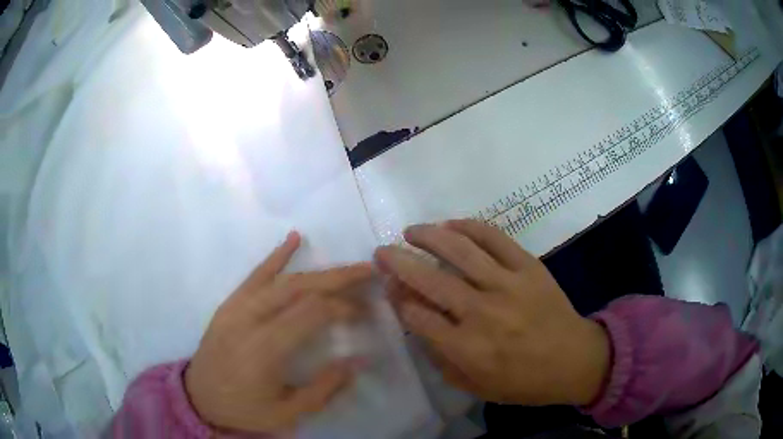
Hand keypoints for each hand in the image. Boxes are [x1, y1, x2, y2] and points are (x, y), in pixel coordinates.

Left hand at [185, 232, 371, 432]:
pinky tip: (294, 238)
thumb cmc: (244, 409)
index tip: (364, 313)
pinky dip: (276, 256)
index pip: (312, 313)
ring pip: (282, 280)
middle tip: (369, 271)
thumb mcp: (287, 412)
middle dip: (338, 278)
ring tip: (347, 266)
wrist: (199, 397)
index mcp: (265, 349)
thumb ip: (324, 388)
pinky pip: (255, 274)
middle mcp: (250, 319)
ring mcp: (237, 307)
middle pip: (300, 288)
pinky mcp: (230, 303)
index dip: (343, 307)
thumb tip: (358, 360)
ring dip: (318, 271)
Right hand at [375, 220, 609, 405]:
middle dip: (398, 263)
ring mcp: (508, 285)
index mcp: (467, 348)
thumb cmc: (522, 381)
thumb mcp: (474, 385)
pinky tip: (452, 224)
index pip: (417, 316)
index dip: (398, 299)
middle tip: (381, 252)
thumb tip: (414, 320)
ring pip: (460, 251)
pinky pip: (495, 237)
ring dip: (429, 236)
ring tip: (411, 231)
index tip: (390, 289)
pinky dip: (470, 226)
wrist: (573, 360)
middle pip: (430, 280)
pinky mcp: (528, 266)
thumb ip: (439, 357)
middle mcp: (483, 313)